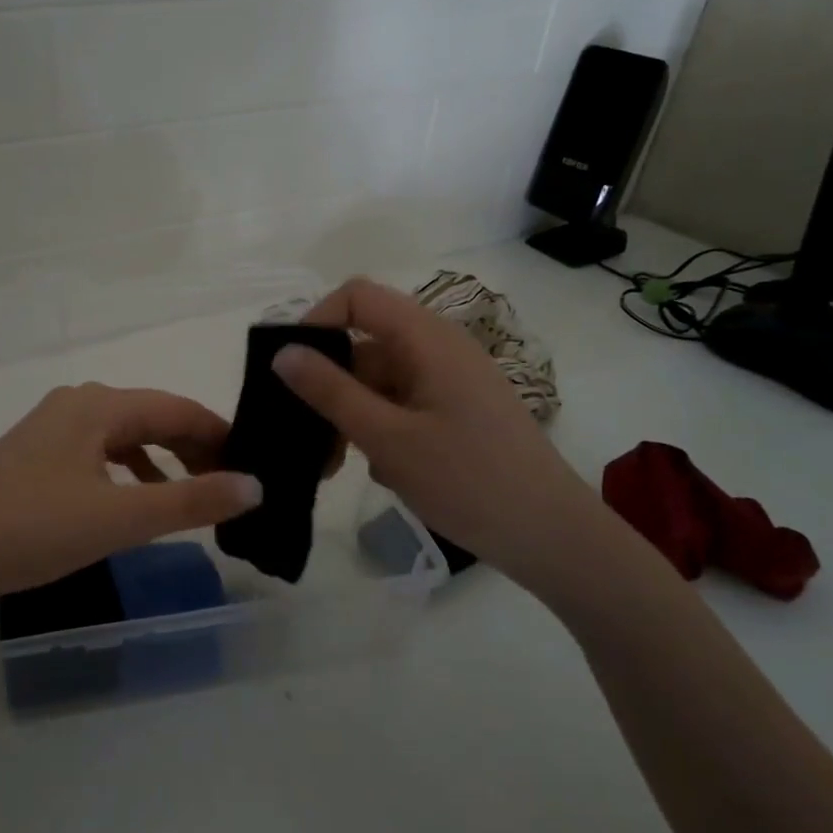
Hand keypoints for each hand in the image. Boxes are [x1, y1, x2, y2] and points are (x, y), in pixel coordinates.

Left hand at [0, 383, 261, 612]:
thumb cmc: (35, 528)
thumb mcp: (121, 518)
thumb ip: (191, 501)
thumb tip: (254, 487)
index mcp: (98, 404)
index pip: (178, 408)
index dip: (220, 434)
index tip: (252, 465)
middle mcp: (75, 403)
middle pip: (151, 418)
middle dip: (192, 449)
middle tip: (228, 487)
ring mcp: (49, 428)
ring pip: (123, 436)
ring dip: (160, 462)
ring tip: (189, 495)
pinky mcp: (33, 456)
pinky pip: (97, 453)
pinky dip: (126, 472)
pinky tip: (132, 500)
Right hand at [273, 277, 612, 598]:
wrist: (550, 536)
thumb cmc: (467, 480)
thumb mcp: (387, 437)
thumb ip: (330, 392)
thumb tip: (282, 352)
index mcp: (427, 338)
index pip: (357, 297)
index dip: (317, 322)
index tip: (290, 372)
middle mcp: (439, 348)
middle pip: (364, 343)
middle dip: (328, 385)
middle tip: (306, 437)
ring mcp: (449, 381)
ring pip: (379, 380)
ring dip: (350, 415)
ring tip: (336, 465)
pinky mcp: (456, 411)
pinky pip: (401, 404)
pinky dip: (379, 429)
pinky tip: (379, 470)